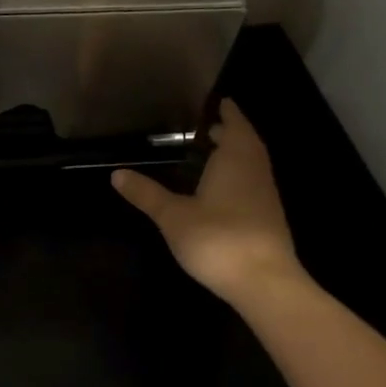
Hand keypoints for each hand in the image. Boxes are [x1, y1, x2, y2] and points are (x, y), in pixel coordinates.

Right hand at [112, 98, 302, 306]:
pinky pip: (254, 184)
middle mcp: (255, 172)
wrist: (265, 284)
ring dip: (237, 154)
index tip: (220, 101)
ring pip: (253, 164)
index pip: (235, 125)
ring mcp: (266, 197)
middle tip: (209, 125)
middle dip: (231, 132)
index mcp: (236, 160)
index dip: (228, 113)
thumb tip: (116, 173)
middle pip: (247, 143)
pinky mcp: (268, 220)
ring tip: (213, 152)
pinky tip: (223, 189)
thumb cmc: (218, 238)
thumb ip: (147, 194)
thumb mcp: (173, 216)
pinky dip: (240, 176)